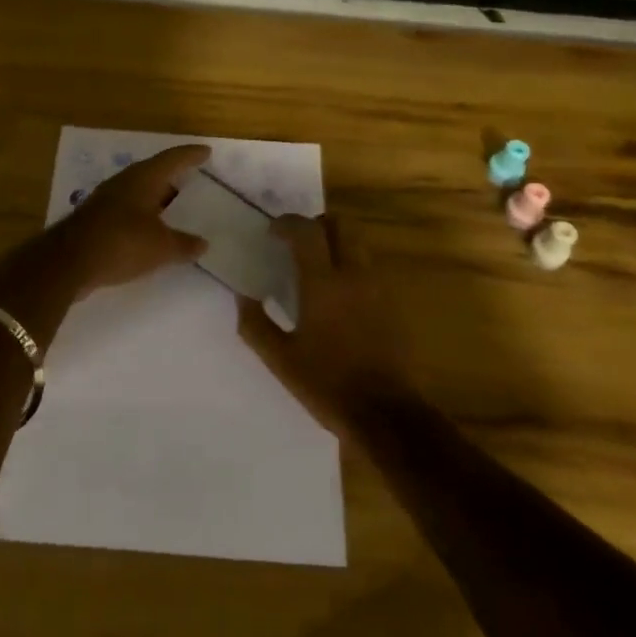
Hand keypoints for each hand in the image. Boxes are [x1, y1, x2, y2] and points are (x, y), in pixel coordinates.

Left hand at [52, 143, 211, 293]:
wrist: (67, 262)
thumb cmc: (121, 243)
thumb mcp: (161, 247)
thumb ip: (184, 244)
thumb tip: (203, 244)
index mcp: (143, 178)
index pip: (173, 158)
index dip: (191, 155)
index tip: (206, 152)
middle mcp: (124, 182)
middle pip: (154, 172)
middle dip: (173, 176)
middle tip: (193, 179)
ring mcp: (106, 199)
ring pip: (139, 191)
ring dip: (156, 197)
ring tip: (175, 206)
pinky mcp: (95, 218)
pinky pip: (127, 209)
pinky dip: (143, 215)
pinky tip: (150, 229)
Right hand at [238, 214, 407, 436]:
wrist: (385, 413)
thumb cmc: (327, 384)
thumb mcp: (280, 360)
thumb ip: (256, 324)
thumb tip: (243, 295)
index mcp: (323, 284)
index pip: (306, 231)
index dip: (287, 223)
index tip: (272, 232)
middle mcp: (354, 275)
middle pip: (340, 225)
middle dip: (316, 225)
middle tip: (297, 242)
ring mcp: (378, 286)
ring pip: (358, 242)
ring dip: (336, 242)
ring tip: (317, 265)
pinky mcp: (392, 302)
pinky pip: (369, 265)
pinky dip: (351, 263)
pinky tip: (338, 292)